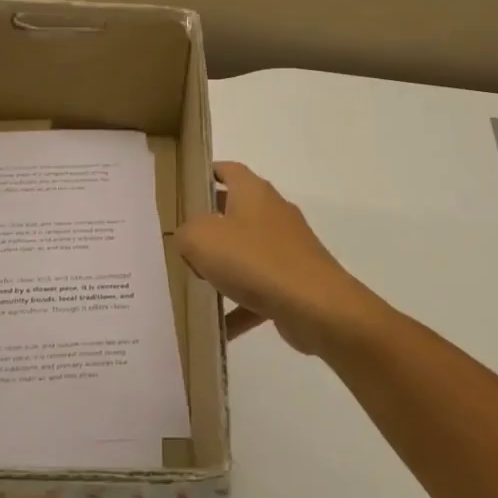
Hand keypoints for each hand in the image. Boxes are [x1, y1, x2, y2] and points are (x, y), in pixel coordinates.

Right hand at [174, 161, 388, 355]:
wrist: (316, 306)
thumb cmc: (255, 260)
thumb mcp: (201, 239)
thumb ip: (186, 233)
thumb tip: (190, 239)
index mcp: (253, 192)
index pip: (227, 170)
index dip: (205, 175)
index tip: (183, 191)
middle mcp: (272, 213)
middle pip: (234, 212)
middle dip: (207, 227)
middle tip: (180, 242)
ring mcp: (287, 247)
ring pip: (246, 252)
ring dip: (223, 268)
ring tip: (196, 285)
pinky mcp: (294, 279)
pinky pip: (259, 288)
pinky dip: (240, 304)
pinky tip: (221, 327)